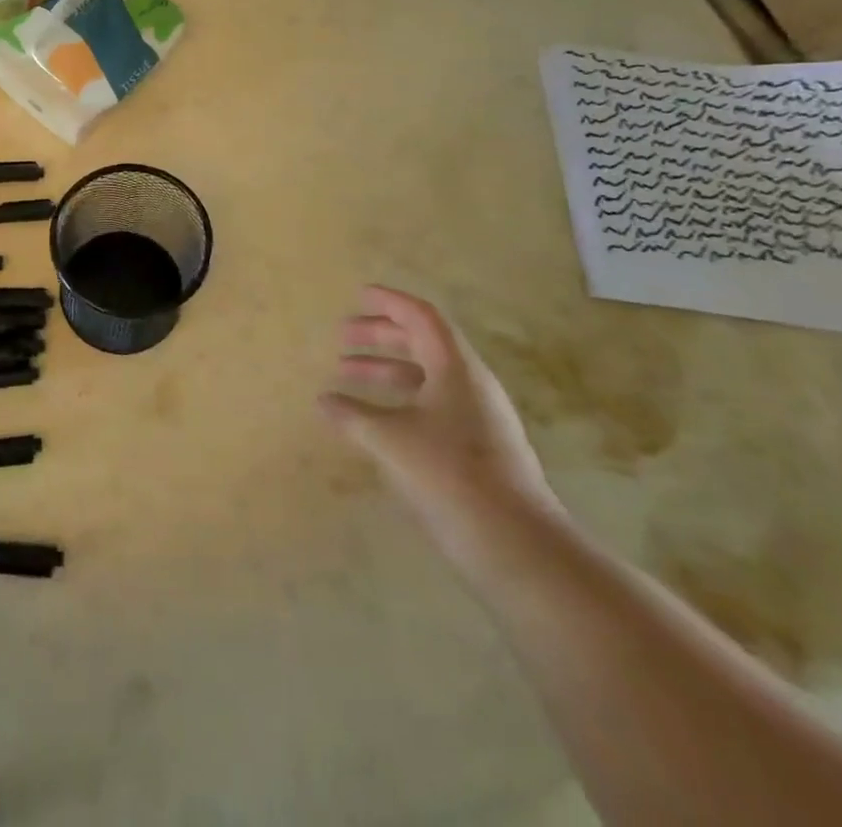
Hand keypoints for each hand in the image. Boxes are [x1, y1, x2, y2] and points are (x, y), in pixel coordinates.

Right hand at [319, 285, 561, 574]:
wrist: (518, 545)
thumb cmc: (451, 476)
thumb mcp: (391, 441)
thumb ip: (354, 417)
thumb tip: (323, 401)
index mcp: (456, 367)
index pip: (422, 317)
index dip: (389, 302)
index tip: (359, 295)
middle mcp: (471, 384)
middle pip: (423, 343)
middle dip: (381, 336)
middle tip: (343, 337)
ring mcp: (479, 418)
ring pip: (426, 377)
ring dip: (387, 370)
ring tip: (347, 377)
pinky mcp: (480, 450)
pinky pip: (433, 406)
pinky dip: (401, 401)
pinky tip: (378, 422)